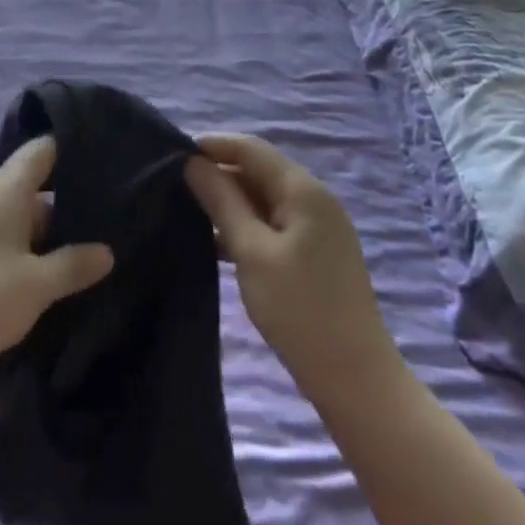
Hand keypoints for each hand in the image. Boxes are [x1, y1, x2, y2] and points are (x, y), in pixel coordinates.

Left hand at [0, 138, 114, 385]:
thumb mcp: (37, 285)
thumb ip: (74, 265)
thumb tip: (106, 251)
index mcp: (1, 191)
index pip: (39, 151)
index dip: (67, 149)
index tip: (98, 157)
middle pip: (26, 186)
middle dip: (60, 203)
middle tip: (100, 220)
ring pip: (9, 216)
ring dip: (38, 232)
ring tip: (74, 251)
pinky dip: (15, 247)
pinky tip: (33, 273)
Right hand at [185, 134, 396, 404]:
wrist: (354, 378)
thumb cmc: (299, 309)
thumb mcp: (251, 251)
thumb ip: (222, 201)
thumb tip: (193, 163)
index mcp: (302, 191)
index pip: (250, 148)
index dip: (211, 146)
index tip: (170, 158)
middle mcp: (313, 200)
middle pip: (257, 170)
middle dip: (217, 174)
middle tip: (172, 188)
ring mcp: (316, 227)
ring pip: (262, 198)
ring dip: (227, 202)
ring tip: (186, 214)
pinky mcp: (313, 253)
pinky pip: (271, 223)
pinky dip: (243, 226)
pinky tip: (215, 243)